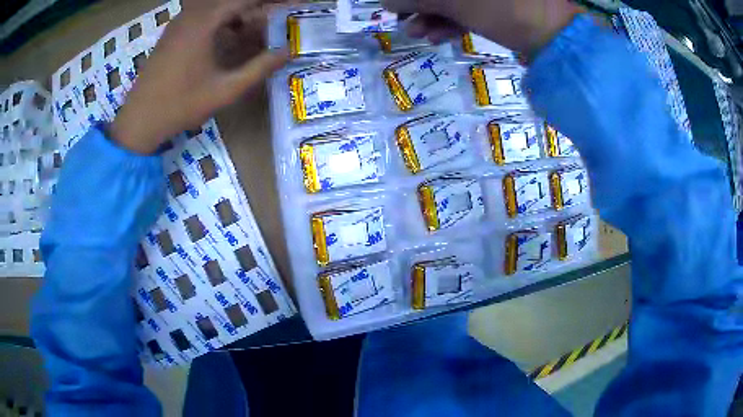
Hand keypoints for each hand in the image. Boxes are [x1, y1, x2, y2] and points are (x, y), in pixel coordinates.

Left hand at [110, 0, 288, 153]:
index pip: (244, 0)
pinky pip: (201, 14)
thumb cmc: (181, 105)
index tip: (290, 5)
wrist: (139, 119)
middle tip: (274, 15)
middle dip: (254, 6)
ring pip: (214, 6)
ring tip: (253, 28)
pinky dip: (220, 18)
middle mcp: (191, 15)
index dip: (270, 1)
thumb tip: (288, 52)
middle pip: (230, 0)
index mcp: (204, 23)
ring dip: (237, 12)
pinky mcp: (172, 32)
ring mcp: (179, 22)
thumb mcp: (225, 90)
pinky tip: (228, 35)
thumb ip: (259, 68)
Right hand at [383, 0, 583, 60]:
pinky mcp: (500, 5)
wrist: (555, 40)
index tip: (394, 4)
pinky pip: (469, 8)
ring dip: (431, 15)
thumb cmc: (505, 8)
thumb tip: (387, 1)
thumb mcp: (455, 2)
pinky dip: (452, 21)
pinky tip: (438, 36)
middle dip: (419, 3)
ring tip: (417, 34)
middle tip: (402, 19)